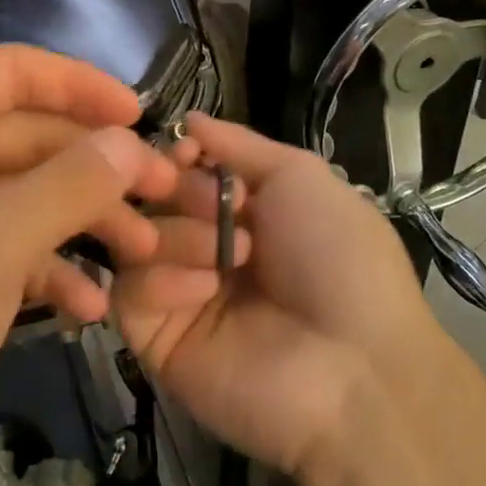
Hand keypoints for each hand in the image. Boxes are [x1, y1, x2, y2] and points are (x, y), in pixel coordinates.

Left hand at [0, 46, 181, 485]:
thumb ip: (68, 184)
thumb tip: (130, 140)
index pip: (14, 72)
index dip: (82, 86)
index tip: (143, 117)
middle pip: (27, 136)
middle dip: (96, 167)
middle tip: (162, 197)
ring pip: (23, 195)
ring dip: (81, 221)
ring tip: (140, 255)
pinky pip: (2, 246)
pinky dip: (46, 268)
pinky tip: (88, 308)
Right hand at [111, 113, 454, 477]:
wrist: (356, 366)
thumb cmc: (337, 258)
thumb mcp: (300, 178)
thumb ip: (239, 146)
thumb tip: (188, 119)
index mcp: (240, 212)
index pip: (180, 170)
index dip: (176, 156)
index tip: (186, 153)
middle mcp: (204, 247)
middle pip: (152, 200)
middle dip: (181, 193)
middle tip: (218, 208)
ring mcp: (178, 295)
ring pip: (135, 241)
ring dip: (178, 235)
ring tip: (225, 257)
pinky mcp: (157, 342)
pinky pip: (129, 294)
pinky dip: (162, 280)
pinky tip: (206, 289)